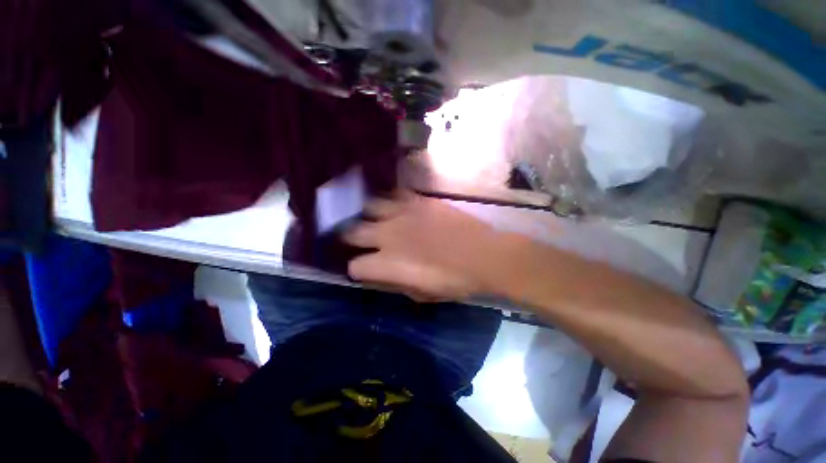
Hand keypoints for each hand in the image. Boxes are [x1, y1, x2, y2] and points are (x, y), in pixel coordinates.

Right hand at [344, 192, 505, 300]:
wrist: (484, 256)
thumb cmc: (453, 282)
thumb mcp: (420, 294)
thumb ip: (394, 283)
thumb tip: (378, 275)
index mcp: (387, 264)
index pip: (355, 266)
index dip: (358, 269)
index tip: (365, 269)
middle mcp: (387, 235)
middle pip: (352, 231)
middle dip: (351, 237)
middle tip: (360, 240)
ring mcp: (402, 214)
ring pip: (368, 206)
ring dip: (368, 216)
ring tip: (376, 219)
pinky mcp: (418, 201)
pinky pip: (394, 194)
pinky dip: (391, 201)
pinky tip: (396, 207)